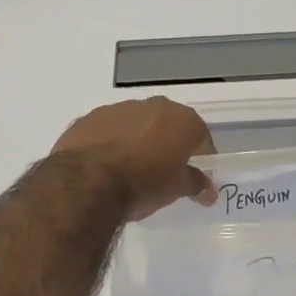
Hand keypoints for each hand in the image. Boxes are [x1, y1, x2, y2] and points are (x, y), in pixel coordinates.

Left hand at [51, 97, 217, 219]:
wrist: (87, 182)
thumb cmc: (143, 184)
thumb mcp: (175, 189)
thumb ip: (195, 184)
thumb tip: (209, 190)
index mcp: (181, 119)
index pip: (201, 136)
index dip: (201, 157)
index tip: (197, 176)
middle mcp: (152, 105)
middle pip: (168, 124)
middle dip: (168, 144)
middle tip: (164, 171)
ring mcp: (118, 109)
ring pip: (136, 124)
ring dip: (138, 140)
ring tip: (130, 170)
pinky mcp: (89, 118)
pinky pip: (108, 130)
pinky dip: (111, 142)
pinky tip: (104, 166)